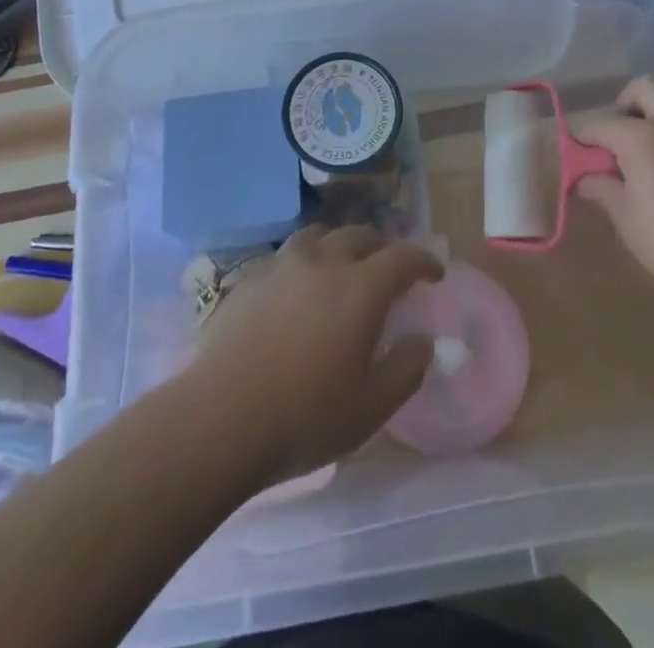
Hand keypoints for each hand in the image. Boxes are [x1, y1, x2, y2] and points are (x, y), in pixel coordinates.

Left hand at [190, 225, 444, 481]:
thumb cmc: (304, 416)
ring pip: (320, 235)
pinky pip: (287, 255)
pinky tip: (297, 289)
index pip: (403, 257)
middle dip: (381, 248)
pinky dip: (304, 262)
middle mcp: (324, 262)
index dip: (424, 261)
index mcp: (361, 288)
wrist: (219, 419)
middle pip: (360, 235)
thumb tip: (423, 340)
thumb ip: (406, 369)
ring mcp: (283, 265)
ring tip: (341, 268)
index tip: (434, 274)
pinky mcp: (250, 278)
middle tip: (387, 271)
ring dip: (339, 245)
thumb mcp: (371, 407)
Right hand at [572, 76, 653, 306]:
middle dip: (624, 104)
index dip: (582, 135)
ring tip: (648, 145)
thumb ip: (601, 188)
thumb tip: (584, 178)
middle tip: (617, 137)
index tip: (574, 149)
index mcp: (644, 137)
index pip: (602, 124)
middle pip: (644, 87)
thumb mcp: (626, 218)